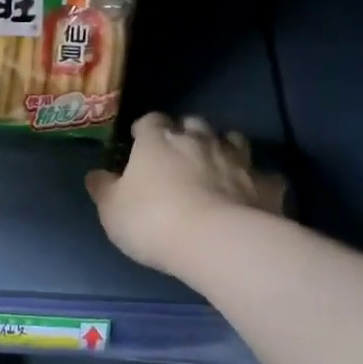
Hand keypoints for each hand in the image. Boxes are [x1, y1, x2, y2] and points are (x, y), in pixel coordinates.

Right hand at [86, 113, 286, 273]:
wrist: (217, 242)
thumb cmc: (153, 221)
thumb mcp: (112, 209)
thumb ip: (103, 188)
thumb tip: (95, 174)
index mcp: (158, 141)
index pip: (151, 121)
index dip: (145, 129)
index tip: (139, 141)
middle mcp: (199, 140)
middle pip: (193, 124)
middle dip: (186, 134)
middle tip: (178, 154)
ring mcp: (237, 159)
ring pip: (233, 139)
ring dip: (224, 148)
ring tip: (217, 166)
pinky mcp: (266, 184)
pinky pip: (264, 176)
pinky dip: (256, 181)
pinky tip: (251, 195)